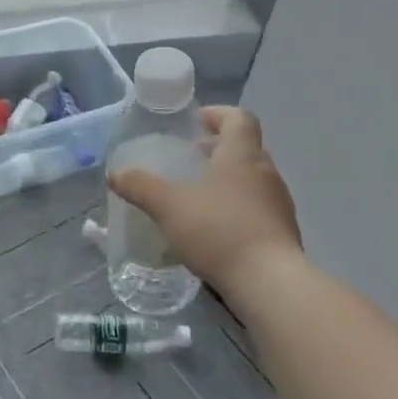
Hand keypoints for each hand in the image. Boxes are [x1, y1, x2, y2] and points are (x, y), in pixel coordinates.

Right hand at [107, 106, 300, 296]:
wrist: (270, 283)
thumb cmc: (218, 231)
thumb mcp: (168, 206)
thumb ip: (141, 187)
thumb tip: (115, 174)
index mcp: (242, 155)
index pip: (239, 118)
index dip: (218, 115)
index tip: (196, 122)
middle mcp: (266, 172)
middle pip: (246, 148)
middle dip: (218, 150)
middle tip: (189, 159)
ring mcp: (278, 204)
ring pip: (252, 179)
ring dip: (227, 180)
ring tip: (197, 197)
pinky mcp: (282, 233)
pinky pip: (257, 208)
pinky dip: (236, 208)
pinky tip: (213, 229)